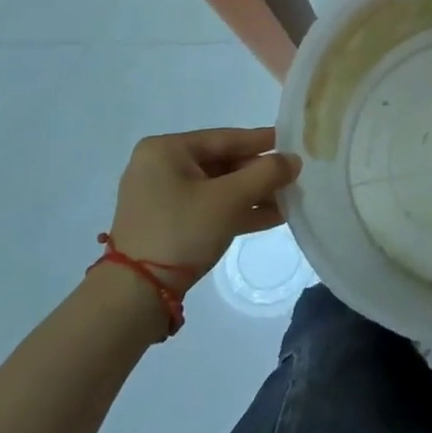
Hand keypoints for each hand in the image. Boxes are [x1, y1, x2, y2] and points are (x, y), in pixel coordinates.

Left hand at [109, 128, 300, 284]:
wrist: (136, 294)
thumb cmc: (182, 230)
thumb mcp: (229, 199)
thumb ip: (266, 174)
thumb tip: (294, 160)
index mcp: (166, 150)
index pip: (225, 138)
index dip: (263, 141)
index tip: (293, 142)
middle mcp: (160, 167)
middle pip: (223, 163)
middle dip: (260, 174)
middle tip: (294, 177)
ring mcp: (162, 197)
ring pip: (219, 188)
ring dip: (253, 194)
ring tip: (290, 199)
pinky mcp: (168, 224)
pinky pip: (209, 207)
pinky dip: (237, 210)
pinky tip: (272, 216)